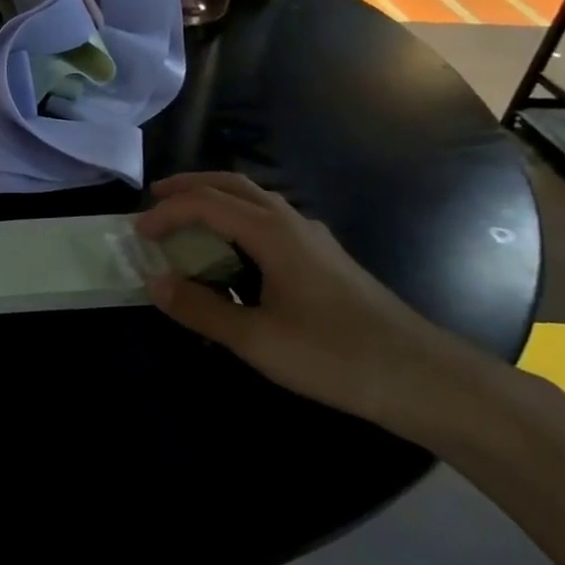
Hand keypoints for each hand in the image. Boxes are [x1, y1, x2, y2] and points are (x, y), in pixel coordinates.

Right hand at [136, 173, 494, 436]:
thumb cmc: (336, 356)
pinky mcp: (325, 258)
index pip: (206, 203)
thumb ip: (201, 309)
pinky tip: (234, 252)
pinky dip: (237, 219)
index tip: (138, 234)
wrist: (425, 379)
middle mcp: (292, 222)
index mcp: (272, 233)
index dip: (167, 213)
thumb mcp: (257, 339)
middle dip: (189, 186)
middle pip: (232, 185)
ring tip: (187, 220)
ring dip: (215, 200)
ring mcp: (313, 238)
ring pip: (255, 199)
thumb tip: (156, 284)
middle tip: (156, 199)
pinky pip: (270, 219)